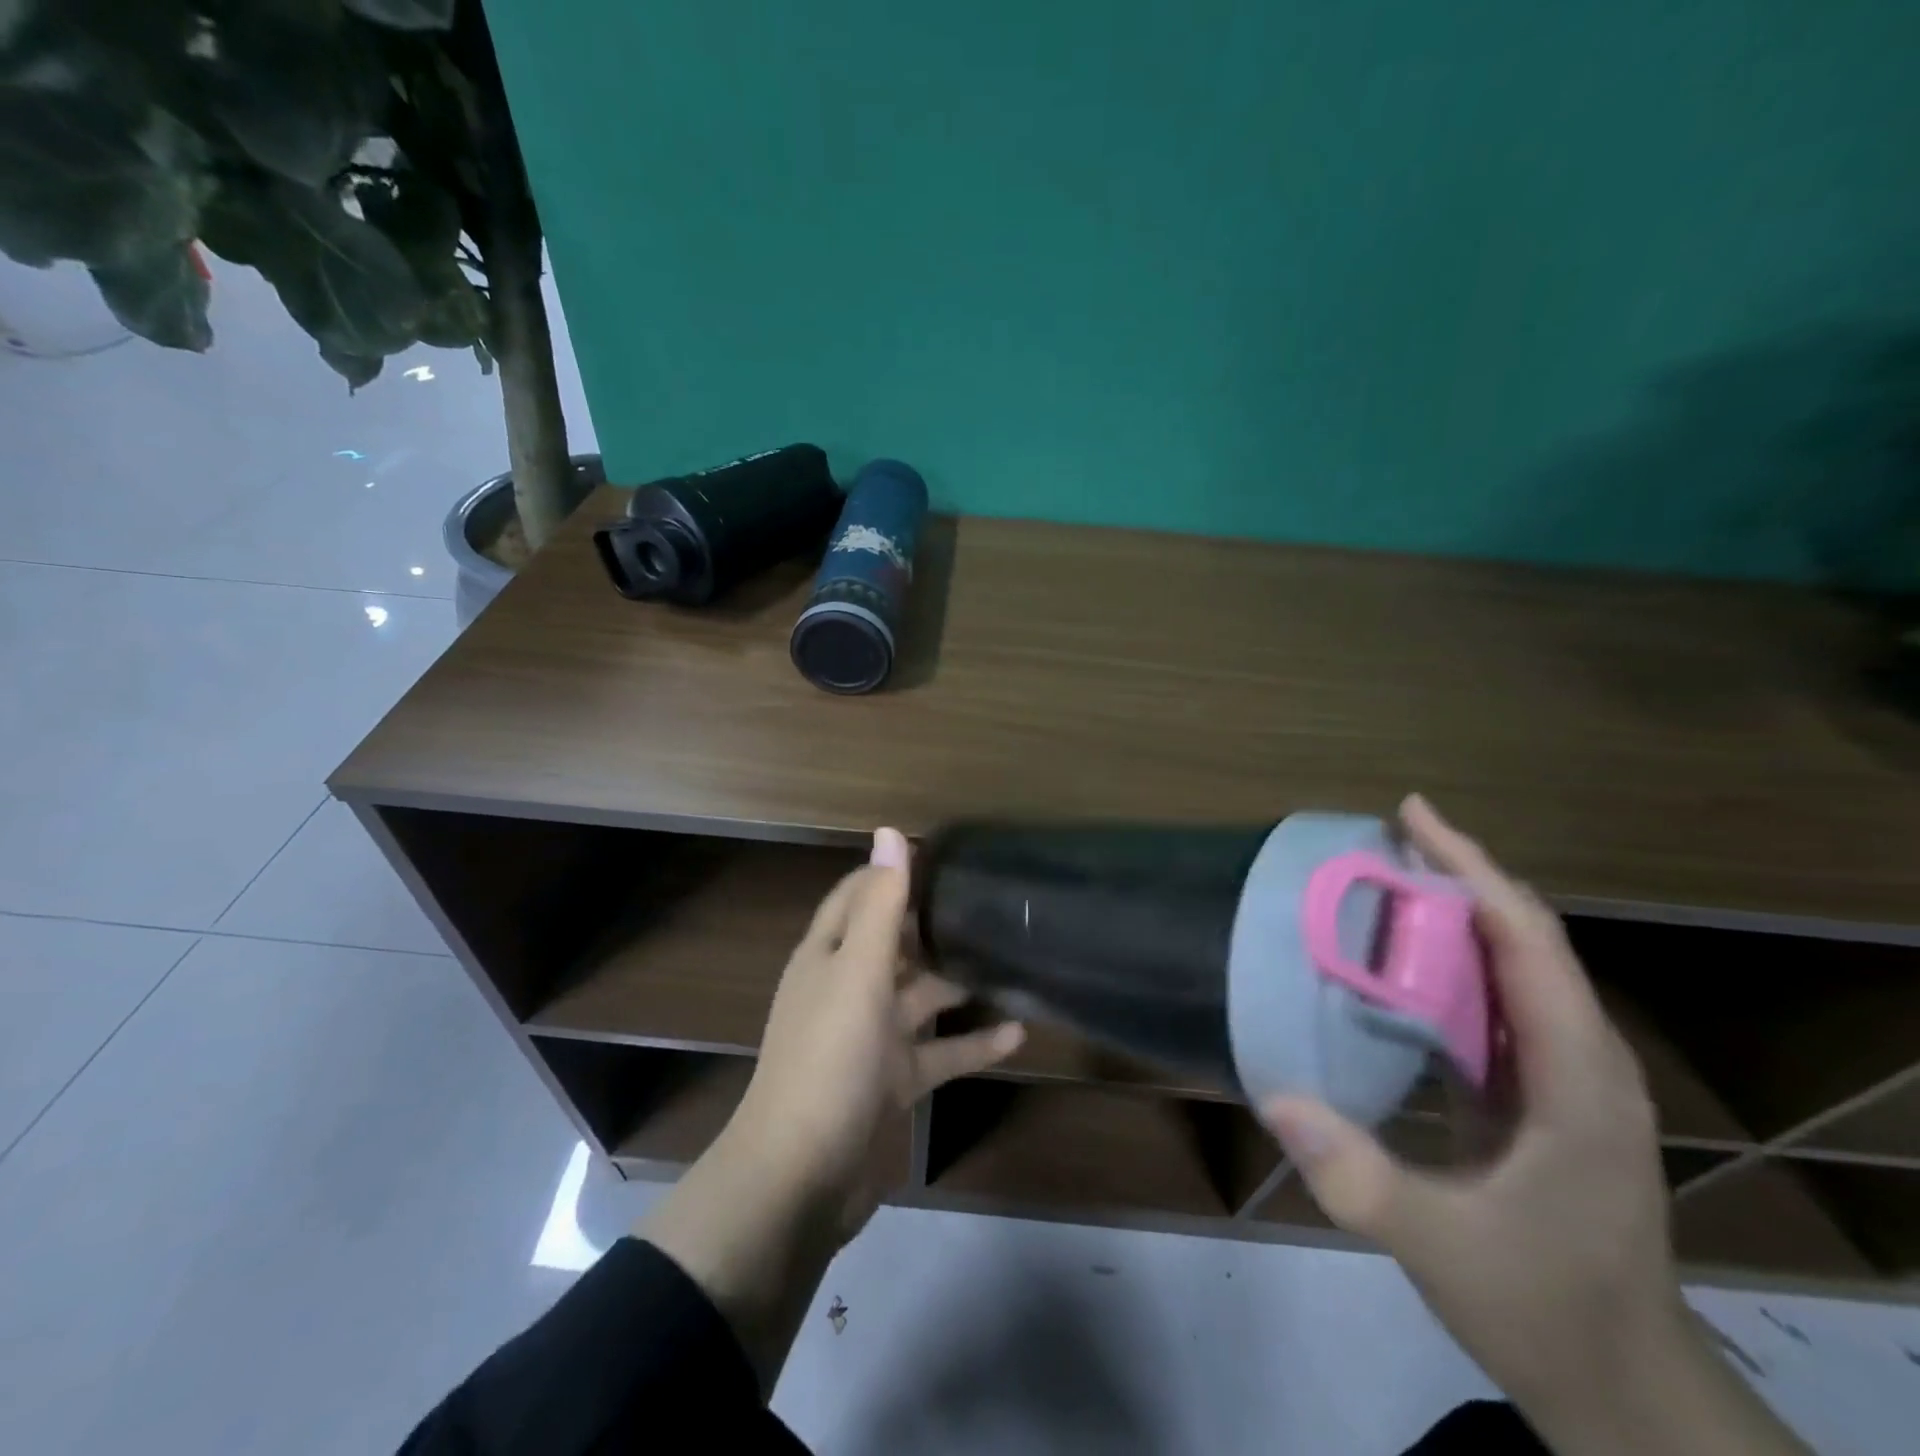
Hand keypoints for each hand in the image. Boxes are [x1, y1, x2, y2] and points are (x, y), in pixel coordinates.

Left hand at [729, 826, 1026, 1227]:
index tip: (943, 858)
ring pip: (921, 998)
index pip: (857, 896)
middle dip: (933, 926)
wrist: (801, 1179)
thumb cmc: (829, 1059)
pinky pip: (938, 1053)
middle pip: (893, 945)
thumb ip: (881, 905)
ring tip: (1011, 963)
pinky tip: (1017, 1034)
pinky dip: (972, 1043)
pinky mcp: (891, 1082)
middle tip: (989, 906)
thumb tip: (889, 832)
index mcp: (828, 957)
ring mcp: (869, 1038)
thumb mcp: (858, 973)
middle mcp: (846, 990)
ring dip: (958, 984)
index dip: (892, 874)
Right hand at [1261, 796, 1803, 1454]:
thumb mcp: (1444, 1249)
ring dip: (1454, 913)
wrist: (1620, 1382)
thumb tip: (1275, 1097)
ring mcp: (1568, 1076)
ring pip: (1515, 965)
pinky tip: (1401, 962)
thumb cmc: (1544, 1306)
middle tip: (1381, 839)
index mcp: (1579, 1079)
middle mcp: (1585, 1060)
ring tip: (1384, 881)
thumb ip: (1360, 1177)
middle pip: (1526, 937)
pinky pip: (1499, 1002)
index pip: (1528, 943)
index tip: (1412, 816)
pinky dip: (1451, 961)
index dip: (1472, 870)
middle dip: (1458, 875)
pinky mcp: (1544, 1093)